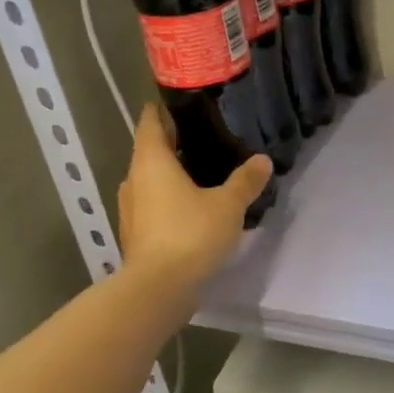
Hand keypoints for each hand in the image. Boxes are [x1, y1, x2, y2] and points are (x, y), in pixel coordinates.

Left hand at [117, 105, 270, 290]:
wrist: (158, 289)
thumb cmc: (190, 235)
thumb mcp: (228, 206)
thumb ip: (245, 181)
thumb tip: (262, 160)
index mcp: (151, 161)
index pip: (150, 122)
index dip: (162, 109)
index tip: (181, 102)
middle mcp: (134, 179)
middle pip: (150, 151)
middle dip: (173, 144)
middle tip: (206, 138)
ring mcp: (131, 209)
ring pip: (150, 180)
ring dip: (171, 175)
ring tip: (203, 174)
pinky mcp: (136, 234)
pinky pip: (153, 205)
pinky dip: (169, 200)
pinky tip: (193, 208)